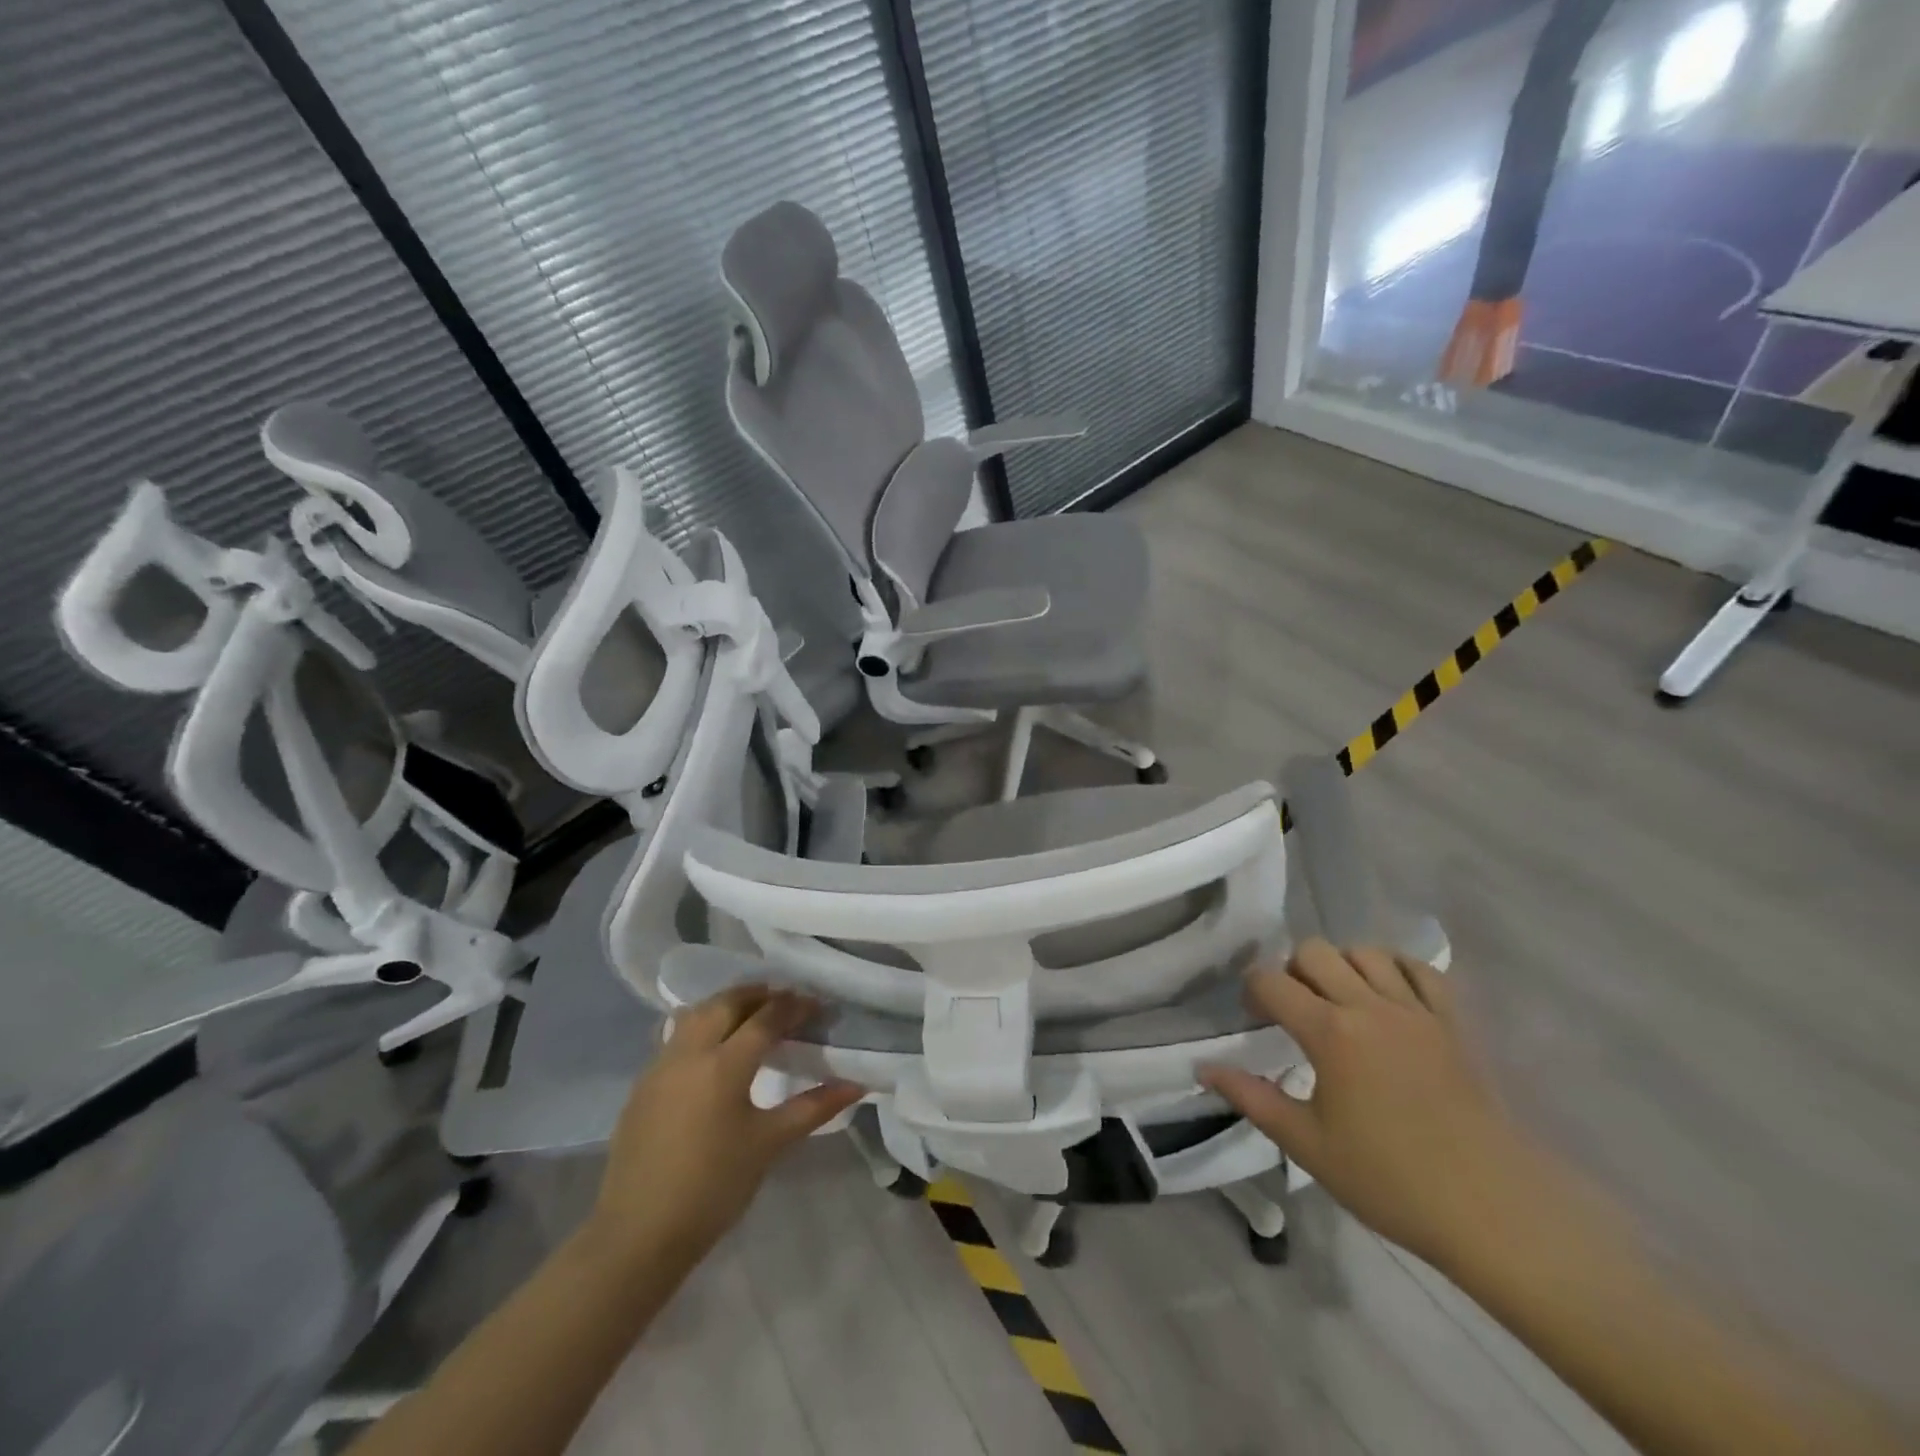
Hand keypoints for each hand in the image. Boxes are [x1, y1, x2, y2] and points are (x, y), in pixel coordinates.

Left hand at [584, 985, 862, 1274]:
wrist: (638, 1234)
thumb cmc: (713, 1188)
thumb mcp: (768, 1144)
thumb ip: (813, 1108)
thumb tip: (856, 1086)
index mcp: (723, 1065)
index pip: (765, 1018)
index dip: (794, 1006)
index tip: (816, 1005)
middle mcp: (690, 1053)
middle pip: (726, 1004)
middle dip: (758, 994)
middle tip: (785, 1000)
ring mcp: (660, 1066)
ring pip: (695, 1014)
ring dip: (726, 1004)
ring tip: (750, 1013)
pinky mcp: (642, 1084)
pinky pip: (675, 1036)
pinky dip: (700, 1026)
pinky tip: (712, 1047)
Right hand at [1202, 939, 1541, 1264]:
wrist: (1492, 1211)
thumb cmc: (1390, 1180)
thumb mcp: (1307, 1145)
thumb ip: (1251, 1098)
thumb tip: (1202, 1067)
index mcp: (1329, 1032)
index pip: (1271, 981)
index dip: (1253, 992)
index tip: (1254, 1019)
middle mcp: (1369, 1006)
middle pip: (1314, 951)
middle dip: (1292, 971)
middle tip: (1294, 1009)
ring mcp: (1417, 1010)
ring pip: (1366, 952)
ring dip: (1342, 966)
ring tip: (1340, 1000)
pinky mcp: (1453, 1022)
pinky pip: (1421, 970)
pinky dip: (1398, 970)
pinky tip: (1388, 996)